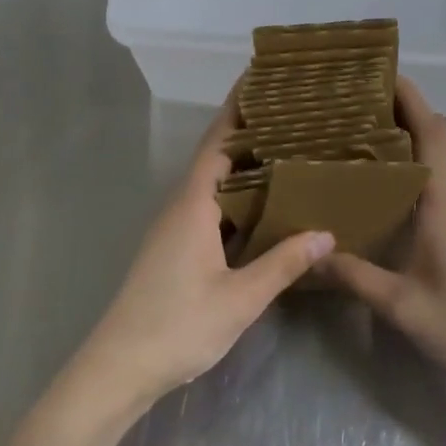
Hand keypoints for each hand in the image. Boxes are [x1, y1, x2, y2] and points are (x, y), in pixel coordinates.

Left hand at [73, 96, 334, 411]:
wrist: (119, 368)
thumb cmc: (177, 326)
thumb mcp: (239, 298)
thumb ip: (282, 264)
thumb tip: (327, 233)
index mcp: (192, 204)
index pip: (218, 141)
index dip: (237, 107)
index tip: (260, 77)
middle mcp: (181, 206)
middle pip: (216, 155)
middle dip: (247, 130)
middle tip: (290, 112)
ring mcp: (175, 227)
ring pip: (213, 183)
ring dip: (243, 164)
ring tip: (285, 150)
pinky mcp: (175, 248)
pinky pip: (210, 206)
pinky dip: (237, 195)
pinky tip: (263, 206)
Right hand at [323, 77, 445, 413]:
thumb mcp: (403, 306)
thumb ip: (355, 276)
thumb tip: (308, 253)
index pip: (431, 131)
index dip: (408, 98)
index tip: (379, 72)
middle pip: (437, 136)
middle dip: (403, 110)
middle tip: (356, 101)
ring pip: (443, 158)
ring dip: (412, 136)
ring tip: (364, 133)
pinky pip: (445, 180)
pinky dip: (420, 164)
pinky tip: (390, 184)